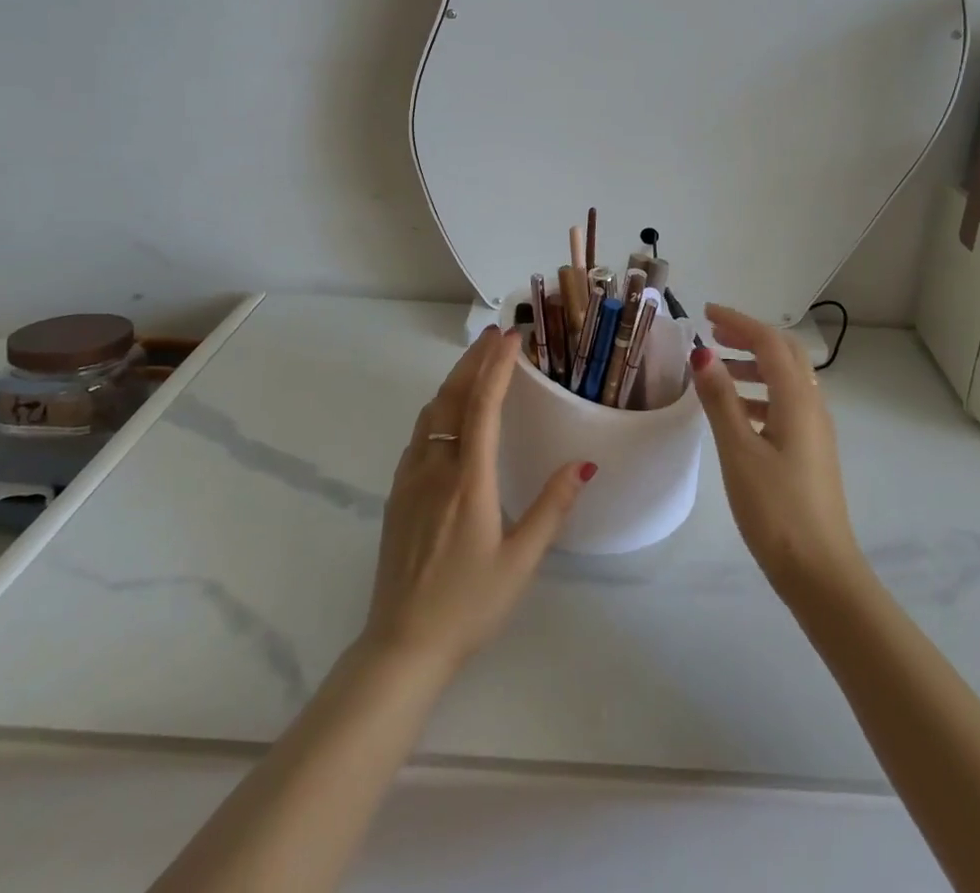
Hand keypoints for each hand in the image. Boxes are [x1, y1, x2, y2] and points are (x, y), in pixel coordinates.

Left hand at [363, 326, 593, 676]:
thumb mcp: (521, 562)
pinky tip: (447, 418)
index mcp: (468, 482)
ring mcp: (410, 481)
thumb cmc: (469, 605)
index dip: (496, 367)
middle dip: (472, 361)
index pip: (482, 407)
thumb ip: (552, 508)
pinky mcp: (397, 496)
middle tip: (494, 335)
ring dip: (453, 383)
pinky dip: (437, 411)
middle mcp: (435, 470)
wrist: (402, 645)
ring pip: (430, 415)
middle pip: (451, 398)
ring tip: (475, 366)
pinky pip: (418, 437)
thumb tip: (583, 464)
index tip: (510, 336)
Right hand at [691, 304, 864, 597]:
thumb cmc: (776, 509)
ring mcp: (816, 430)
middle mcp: (813, 406)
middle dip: (749, 337)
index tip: (706, 313)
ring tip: (718, 372)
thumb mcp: (739, 451)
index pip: (769, 342)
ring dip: (754, 365)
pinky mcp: (812, 451)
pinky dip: (760, 394)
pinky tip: (737, 413)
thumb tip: (703, 354)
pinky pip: (786, 404)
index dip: (738, 321)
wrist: (821, 572)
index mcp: (797, 400)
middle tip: (713, 333)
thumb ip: (721, 400)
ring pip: (787, 379)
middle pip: (784, 354)